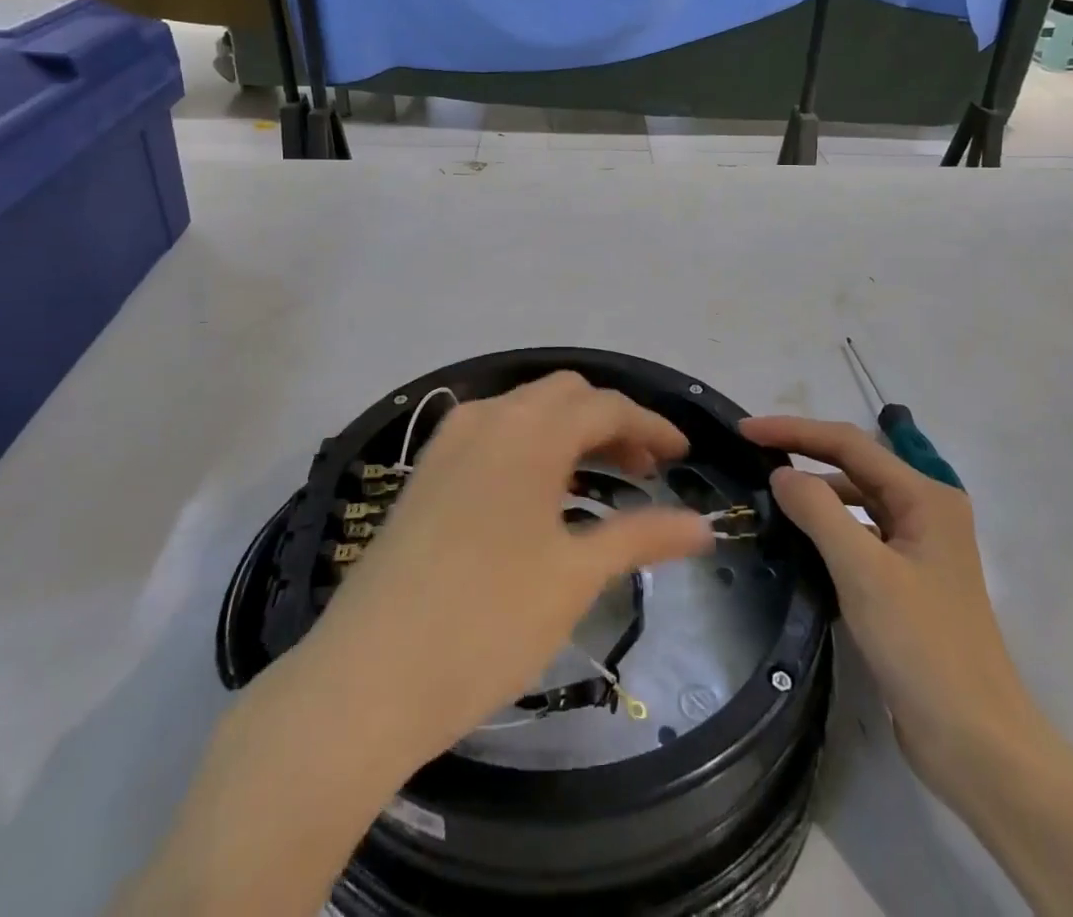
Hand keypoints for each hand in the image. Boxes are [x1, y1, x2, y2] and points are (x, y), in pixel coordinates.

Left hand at [306, 373, 714, 768]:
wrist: (369, 677)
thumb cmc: (488, 620)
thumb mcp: (575, 577)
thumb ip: (642, 537)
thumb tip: (703, 526)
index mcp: (530, 431)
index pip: (606, 406)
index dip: (651, 425)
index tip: (683, 455)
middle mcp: (488, 418)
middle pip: (564, 395)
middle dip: (610, 421)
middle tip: (643, 469)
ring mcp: (449, 442)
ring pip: (525, 410)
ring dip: (569, 430)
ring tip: (598, 479)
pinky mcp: (425, 472)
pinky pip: (493, 433)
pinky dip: (530, 445)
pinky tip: (538, 493)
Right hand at [742, 416, 1042, 798]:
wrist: (975, 744)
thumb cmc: (922, 645)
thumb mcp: (862, 570)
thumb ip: (817, 510)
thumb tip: (781, 474)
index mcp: (926, 497)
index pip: (849, 443)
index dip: (794, 430)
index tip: (745, 430)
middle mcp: (926, 511)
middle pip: (854, 466)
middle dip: (804, 454)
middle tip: (751, 454)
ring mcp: (919, 548)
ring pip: (856, 501)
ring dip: (815, 494)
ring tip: (768, 496)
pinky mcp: (908, 582)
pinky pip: (859, 536)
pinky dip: (828, 530)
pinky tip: (798, 541)